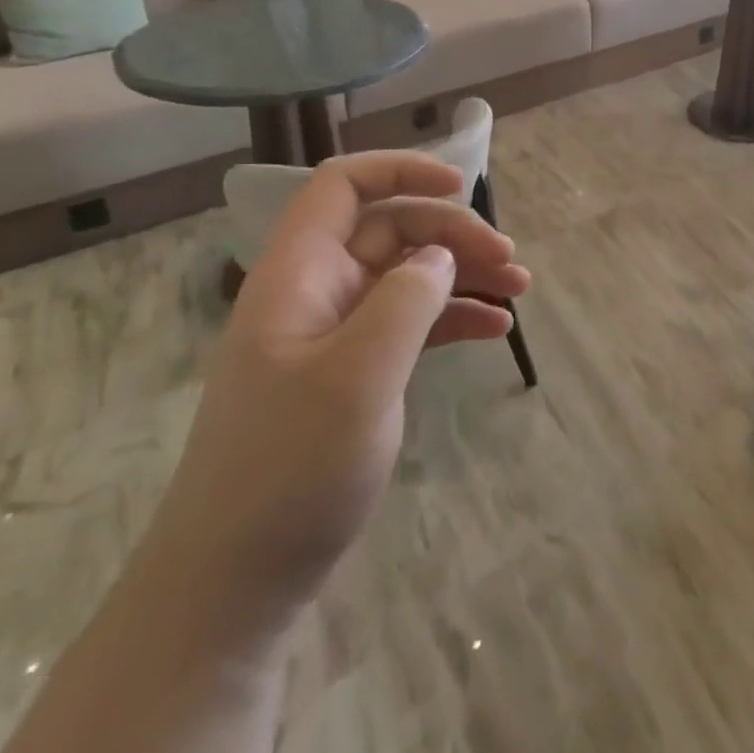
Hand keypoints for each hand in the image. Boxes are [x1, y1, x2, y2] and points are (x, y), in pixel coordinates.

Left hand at [141, 152, 531, 639]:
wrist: (233, 583)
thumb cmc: (288, 469)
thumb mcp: (357, 375)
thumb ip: (405, 300)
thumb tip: (441, 256)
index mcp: (297, 275)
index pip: (341, 186)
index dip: (400, 170)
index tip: (462, 184)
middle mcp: (315, 293)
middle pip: (390, 229)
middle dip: (454, 234)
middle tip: (510, 263)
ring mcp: (334, 336)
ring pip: (407, 276)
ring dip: (463, 275)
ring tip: (519, 292)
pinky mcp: (353, 374)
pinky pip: (410, 324)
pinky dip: (453, 318)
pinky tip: (495, 330)